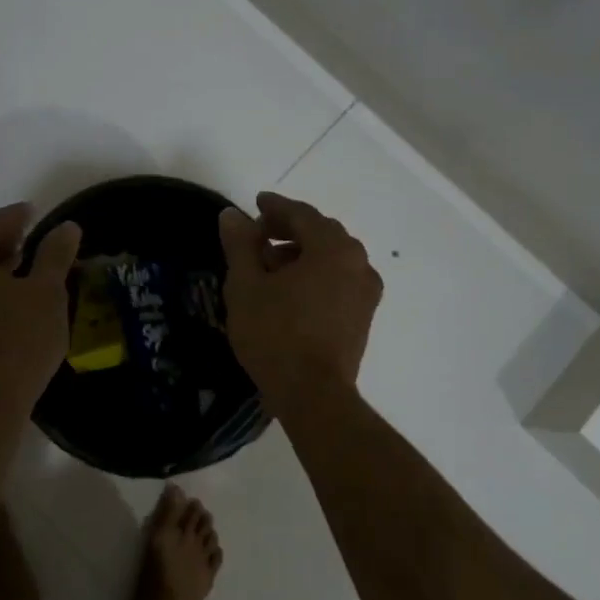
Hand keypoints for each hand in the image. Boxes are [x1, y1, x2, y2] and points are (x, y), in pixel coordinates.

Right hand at [218, 191, 382, 406]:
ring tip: (268, 269)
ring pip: (331, 258)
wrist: (314, 395)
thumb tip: (233, 215)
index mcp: (333, 247)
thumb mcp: (246, 284)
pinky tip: (290, 293)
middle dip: (288, 230)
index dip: (275, 207)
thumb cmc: (275, 333)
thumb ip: (240, 244)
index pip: (302, 214)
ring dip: (301, 254)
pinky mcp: (364, 318)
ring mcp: (366, 292)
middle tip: (258, 236)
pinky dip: (315, 275)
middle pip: (321, 233)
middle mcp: (358, 263)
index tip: (255, 204)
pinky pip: (338, 281)